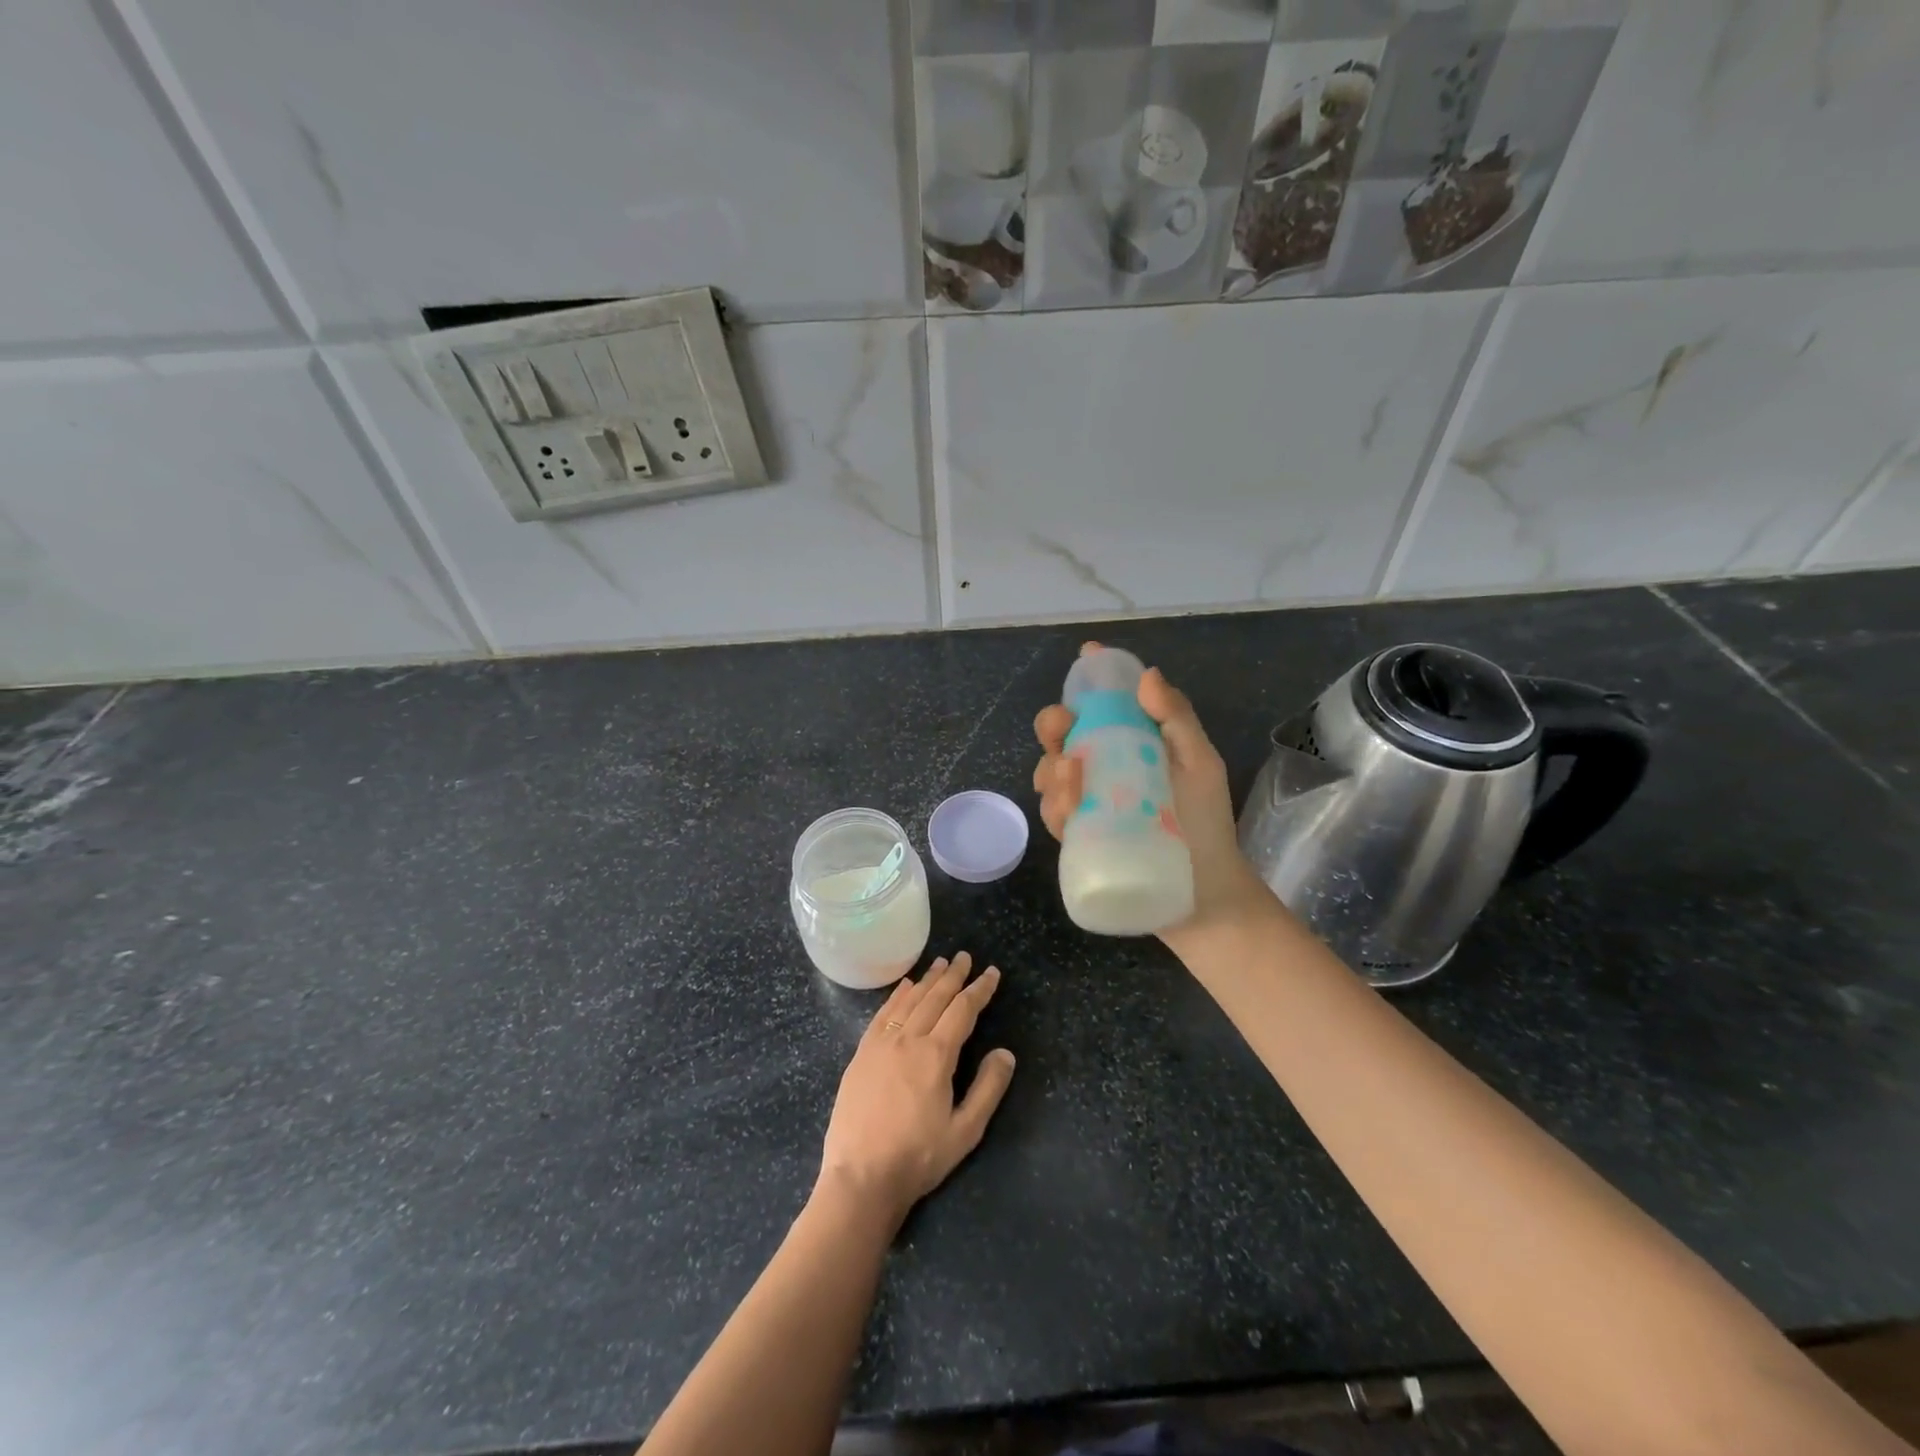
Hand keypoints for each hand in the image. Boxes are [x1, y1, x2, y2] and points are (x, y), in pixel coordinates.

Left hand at [816, 952, 1016, 1227]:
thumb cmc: (918, 1158)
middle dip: (953, 975)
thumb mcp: (965, 1132)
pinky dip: (896, 996)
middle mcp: (908, 1040)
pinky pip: (883, 1014)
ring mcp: (881, 1045)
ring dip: (927, 980)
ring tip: (939, 964)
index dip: (979, 989)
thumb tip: (1005, 1052)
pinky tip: (904, 987)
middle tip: (965, 956)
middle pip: (935, 998)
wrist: (860, 1177)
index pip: (963, 1010)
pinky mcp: (861, 1054)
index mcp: (936, 1056)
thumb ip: (988, 1089)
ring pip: (909, 1001)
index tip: (991, 973)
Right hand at [1033, 645, 1274, 956]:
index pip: (1103, 705)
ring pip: (1049, 773)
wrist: (1202, 894)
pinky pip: (1053, 814)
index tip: (1086, 656)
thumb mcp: (1200, 765)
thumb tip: (1147, 675)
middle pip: (1062, 735)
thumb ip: (1177, 720)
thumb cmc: (1206, 824)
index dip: (1091, 679)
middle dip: (1053, 724)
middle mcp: (1103, 769)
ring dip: (1051, 767)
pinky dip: (1054, 806)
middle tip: (1062, 726)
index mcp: (1132, 745)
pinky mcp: (1077, 837)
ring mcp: (1088, 804)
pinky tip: (1069, 808)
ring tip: (1071, 775)